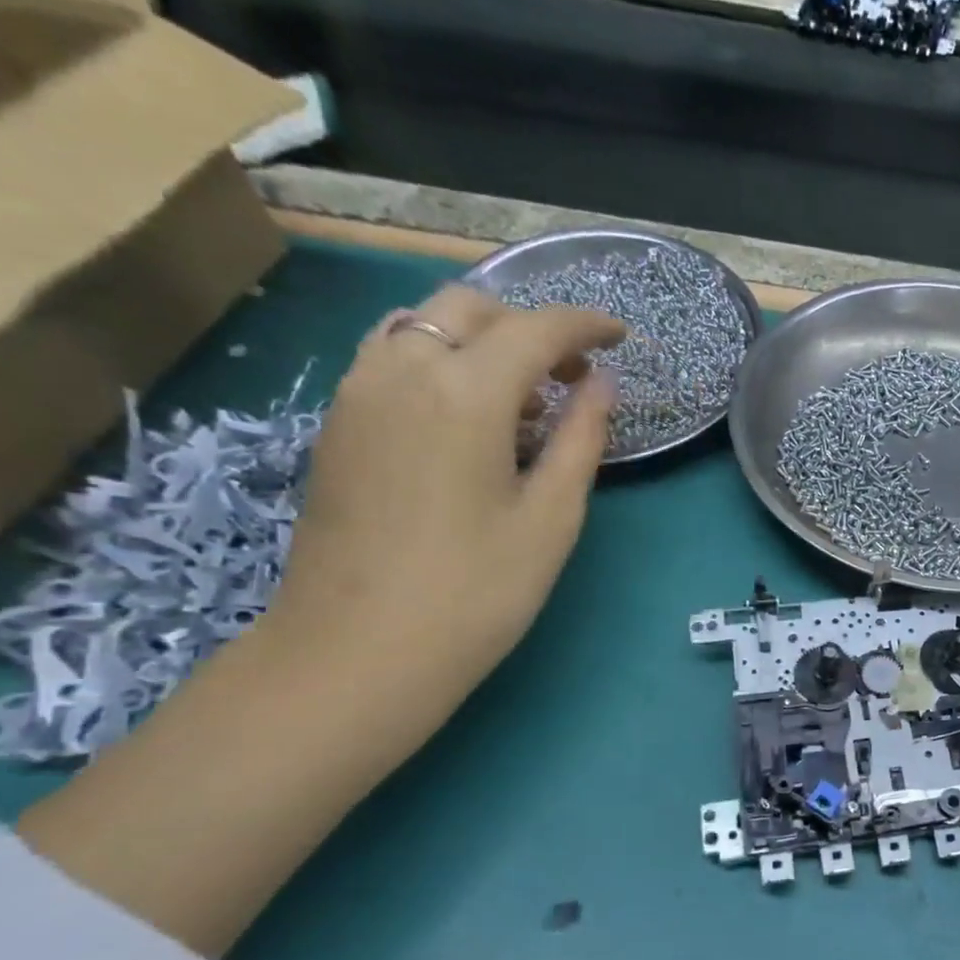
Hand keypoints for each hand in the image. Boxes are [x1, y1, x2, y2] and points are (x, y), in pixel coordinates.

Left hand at [266, 285, 622, 735]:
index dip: (585, 326)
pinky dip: (441, 361)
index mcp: (464, 392)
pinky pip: (392, 357)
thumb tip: (600, 385)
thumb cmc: (476, 592)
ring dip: (481, 339)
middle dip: (530, 326)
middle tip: (573, 375)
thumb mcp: (552, 518)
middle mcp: (402, 371)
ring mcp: (357, 394)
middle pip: (470, 308)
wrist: (359, 651)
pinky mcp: (338, 424)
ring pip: (422, 324)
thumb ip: (582, 439)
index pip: (534, 329)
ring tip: (523, 396)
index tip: (621, 338)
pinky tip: (468, 417)